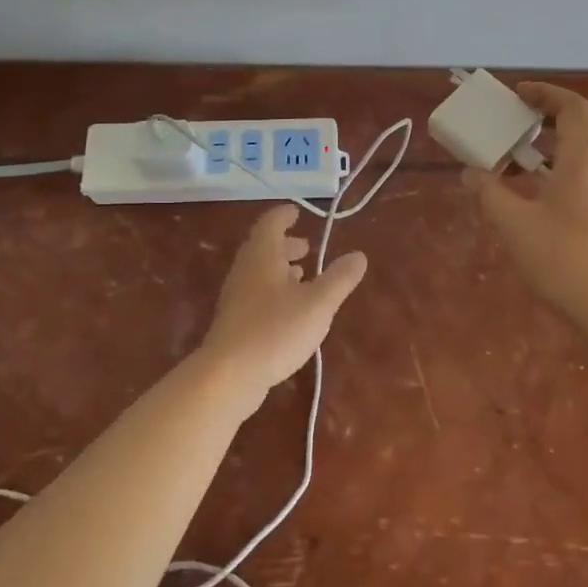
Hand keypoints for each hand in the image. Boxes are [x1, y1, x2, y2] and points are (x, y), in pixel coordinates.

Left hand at [196, 204, 368, 410]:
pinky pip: (256, 293)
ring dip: (280, 268)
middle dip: (286, 244)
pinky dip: (274, 289)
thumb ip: (339, 278)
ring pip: (259, 271)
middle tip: (307, 246)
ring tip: (303, 274)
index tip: (298, 211)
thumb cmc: (275, 330)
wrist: (228, 375)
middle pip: (263, 247)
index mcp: (263, 255)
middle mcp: (245, 269)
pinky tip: (289, 308)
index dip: (285, 215)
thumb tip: (359, 255)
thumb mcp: (318, 304)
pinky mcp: (234, 321)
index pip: (271, 223)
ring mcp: (236, 296)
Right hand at [461, 82, 587, 325]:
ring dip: (569, 141)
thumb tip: (471, 173)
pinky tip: (555, 191)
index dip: (546, 93)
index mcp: (585, 157)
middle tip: (528, 121)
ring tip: (534, 158)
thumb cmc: (563, 258)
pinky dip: (578, 164)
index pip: (573, 106)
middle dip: (559, 113)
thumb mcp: (514, 224)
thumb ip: (489, 193)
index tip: (519, 95)